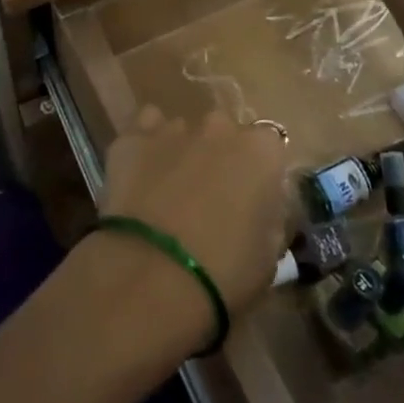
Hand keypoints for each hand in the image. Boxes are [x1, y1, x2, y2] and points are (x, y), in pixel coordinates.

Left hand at [95, 106, 289, 341]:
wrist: (153, 275)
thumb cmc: (225, 273)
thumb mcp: (269, 255)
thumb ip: (270, 217)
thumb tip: (261, 208)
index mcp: (261, 151)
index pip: (269, 148)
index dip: (259, 174)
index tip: (252, 202)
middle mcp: (219, 128)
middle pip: (224, 134)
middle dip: (220, 158)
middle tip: (211, 199)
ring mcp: (173, 128)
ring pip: (183, 132)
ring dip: (182, 155)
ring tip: (170, 196)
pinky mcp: (133, 138)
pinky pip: (144, 129)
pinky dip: (146, 147)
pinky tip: (142, 175)